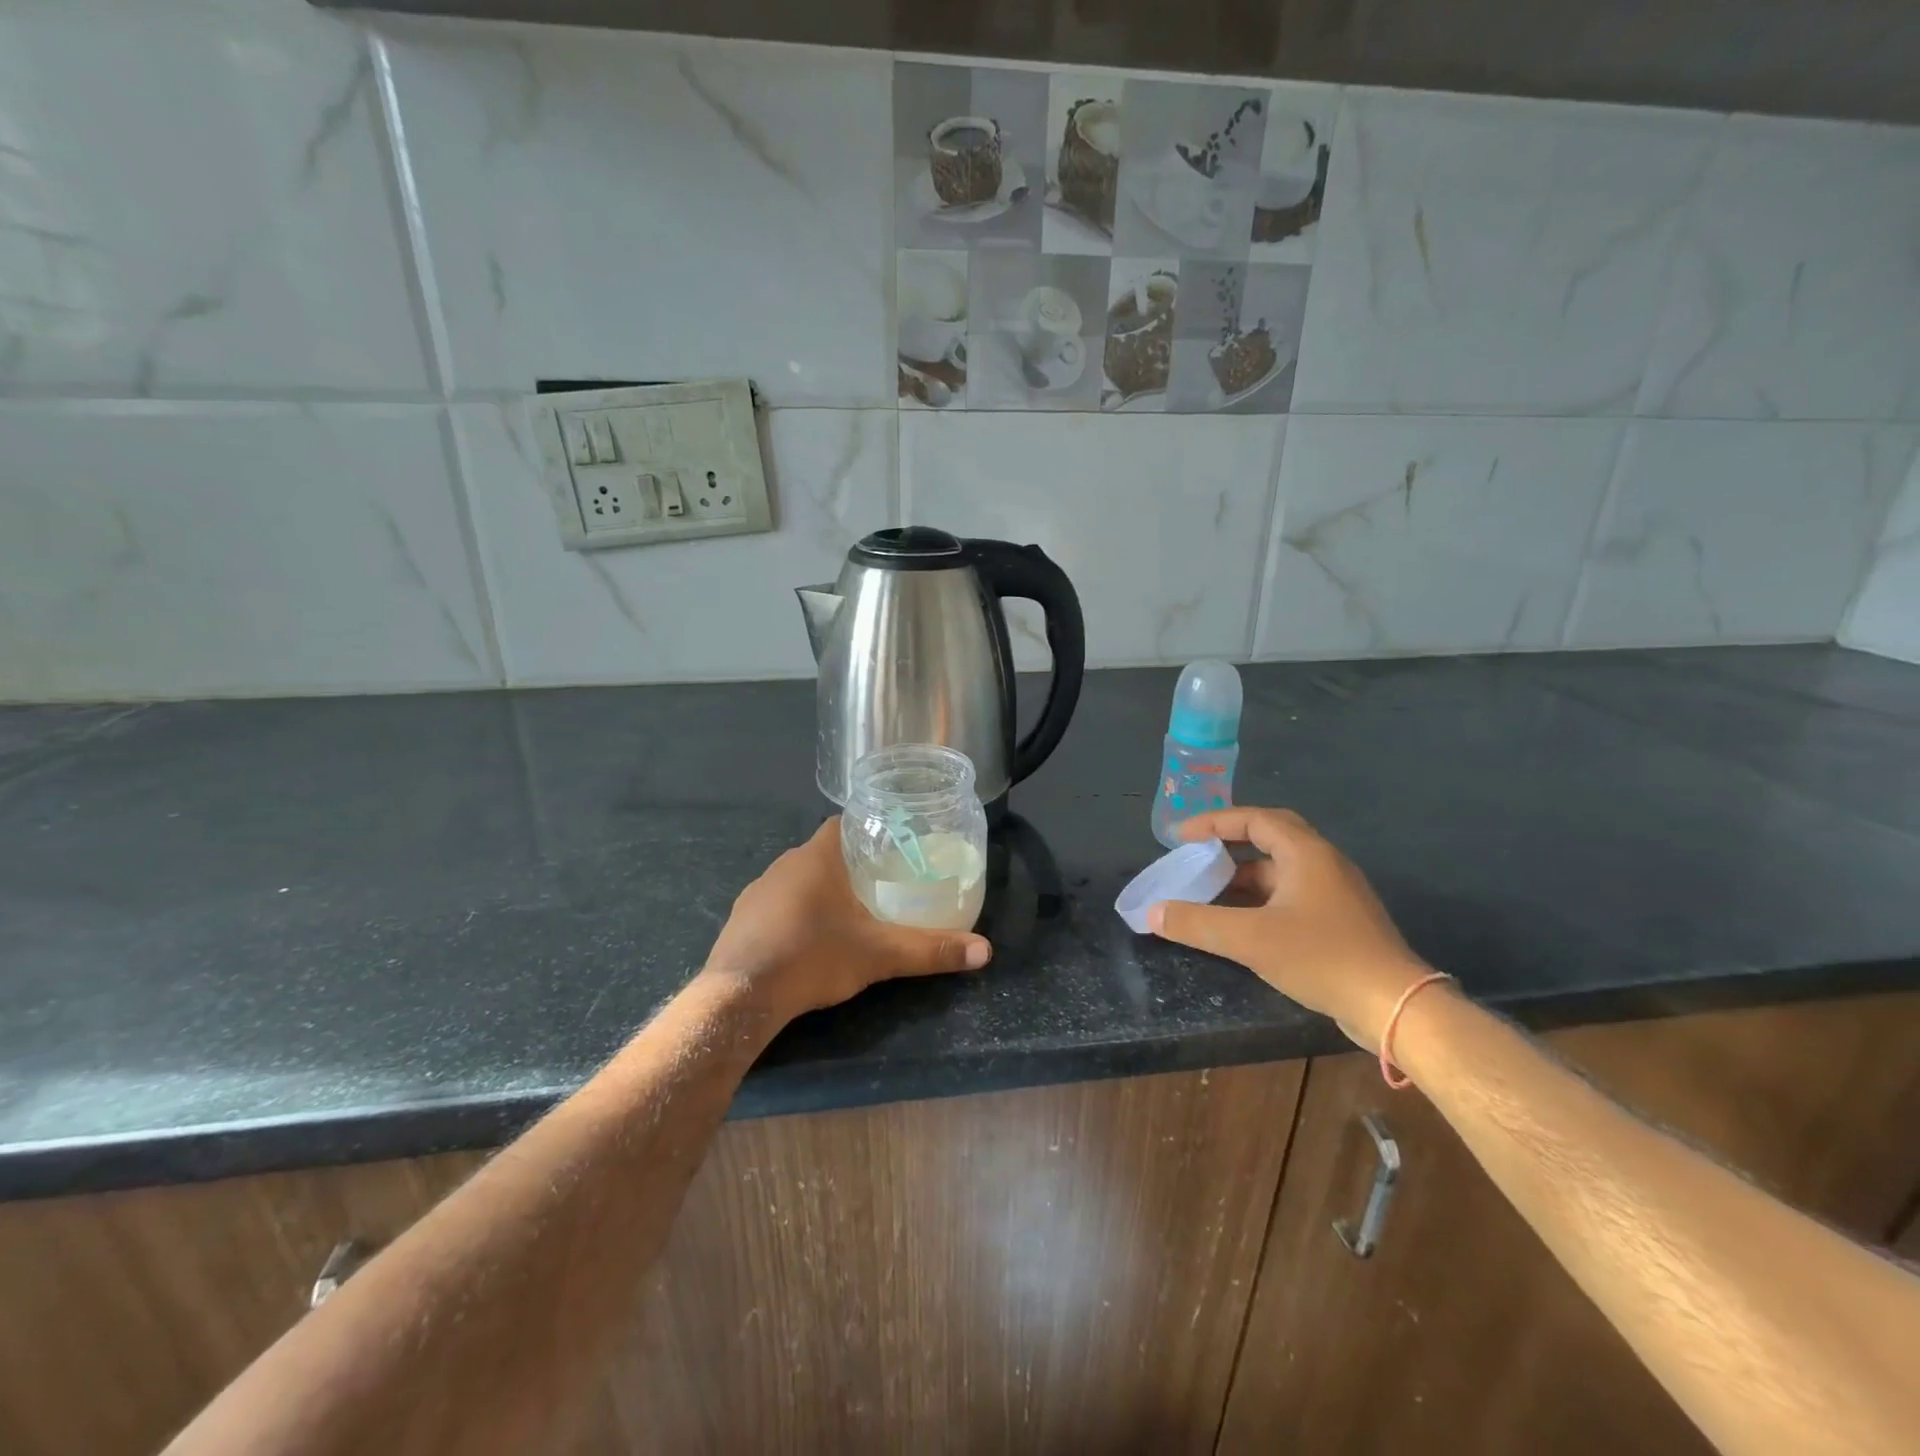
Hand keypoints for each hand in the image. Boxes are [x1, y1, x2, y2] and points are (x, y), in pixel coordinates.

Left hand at [703, 819, 991, 1021]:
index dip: (868, 830)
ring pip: (799, 877)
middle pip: (824, 851)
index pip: (845, 823)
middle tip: (880, 884)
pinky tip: (807, 938)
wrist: (741, 996)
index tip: (891, 847)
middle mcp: (785, 863)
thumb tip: (985, 951)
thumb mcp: (879, 955)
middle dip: (850, 863)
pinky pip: (776, 903)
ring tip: (848, 912)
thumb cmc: (814, 957)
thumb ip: (930, 950)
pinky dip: (794, 911)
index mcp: (818, 856)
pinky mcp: (741, 917)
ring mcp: (758, 889)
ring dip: (820, 889)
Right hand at [1149, 807, 1438, 1050]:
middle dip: (1229, 843)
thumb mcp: (1250, 939)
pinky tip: (1241, 923)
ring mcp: (1336, 893)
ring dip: (1243, 876)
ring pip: (1280, 871)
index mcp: (1306, 853)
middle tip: (1196, 853)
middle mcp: (1323, 863)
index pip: (1254, 819)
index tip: (1181, 836)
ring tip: (1208, 891)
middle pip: (1270, 838)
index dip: (1214, 822)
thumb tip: (1152, 913)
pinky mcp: (1341, 921)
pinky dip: (1260, 899)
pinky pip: (1291, 895)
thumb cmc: (1322, 957)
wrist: (1396, 1007)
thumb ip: (1197, 924)